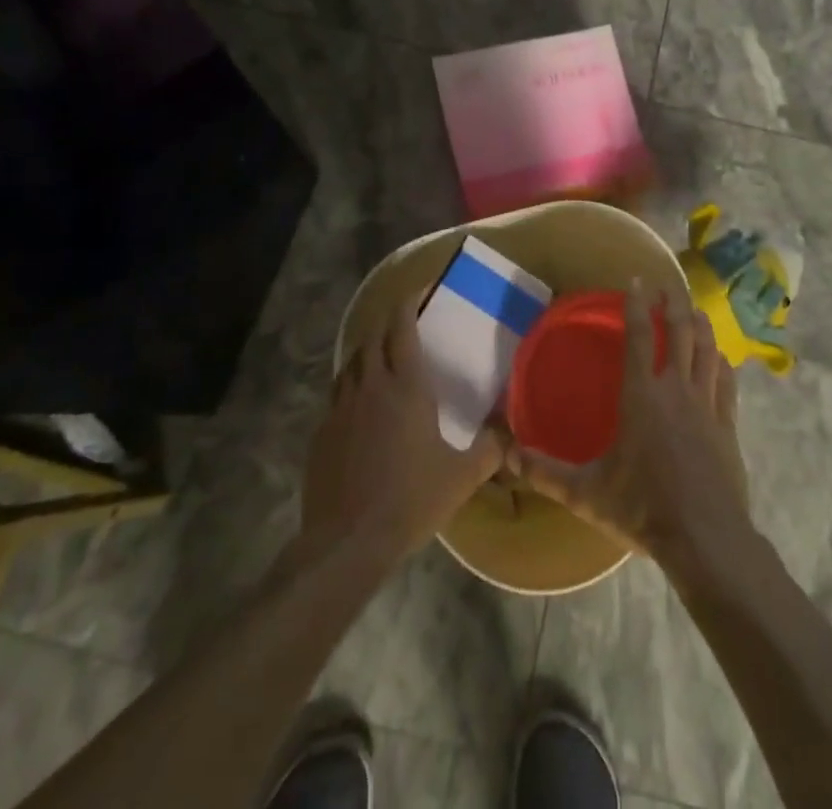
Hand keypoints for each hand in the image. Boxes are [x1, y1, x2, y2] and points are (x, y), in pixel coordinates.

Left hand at [299, 302, 504, 567]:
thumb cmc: (410, 501)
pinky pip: (337, 394)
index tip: (420, 288)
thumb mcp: (461, 477)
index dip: (409, 301)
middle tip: (405, 317)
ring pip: (351, 362)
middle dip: (388, 320)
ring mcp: (340, 408)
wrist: (346, 543)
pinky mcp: (321, 433)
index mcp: (406, 387)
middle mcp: (370, 386)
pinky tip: (361, 404)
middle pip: (373, 336)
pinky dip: (351, 384)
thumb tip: (510, 432)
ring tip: (382, 355)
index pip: (402, 327)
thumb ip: (490, 449)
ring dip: (367, 350)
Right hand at [508, 278, 751, 569]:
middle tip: (667, 285)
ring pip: (707, 349)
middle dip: (673, 303)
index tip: (636, 280)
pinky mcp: (728, 424)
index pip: (638, 337)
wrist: (705, 537)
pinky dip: (722, 362)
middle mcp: (675, 389)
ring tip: (694, 309)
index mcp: (641, 396)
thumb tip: (505, 454)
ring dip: (700, 325)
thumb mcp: (586, 492)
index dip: (637, 305)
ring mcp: (706, 404)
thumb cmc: (642, 508)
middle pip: (679, 332)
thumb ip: (545, 471)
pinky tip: (722, 357)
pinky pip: (727, 382)